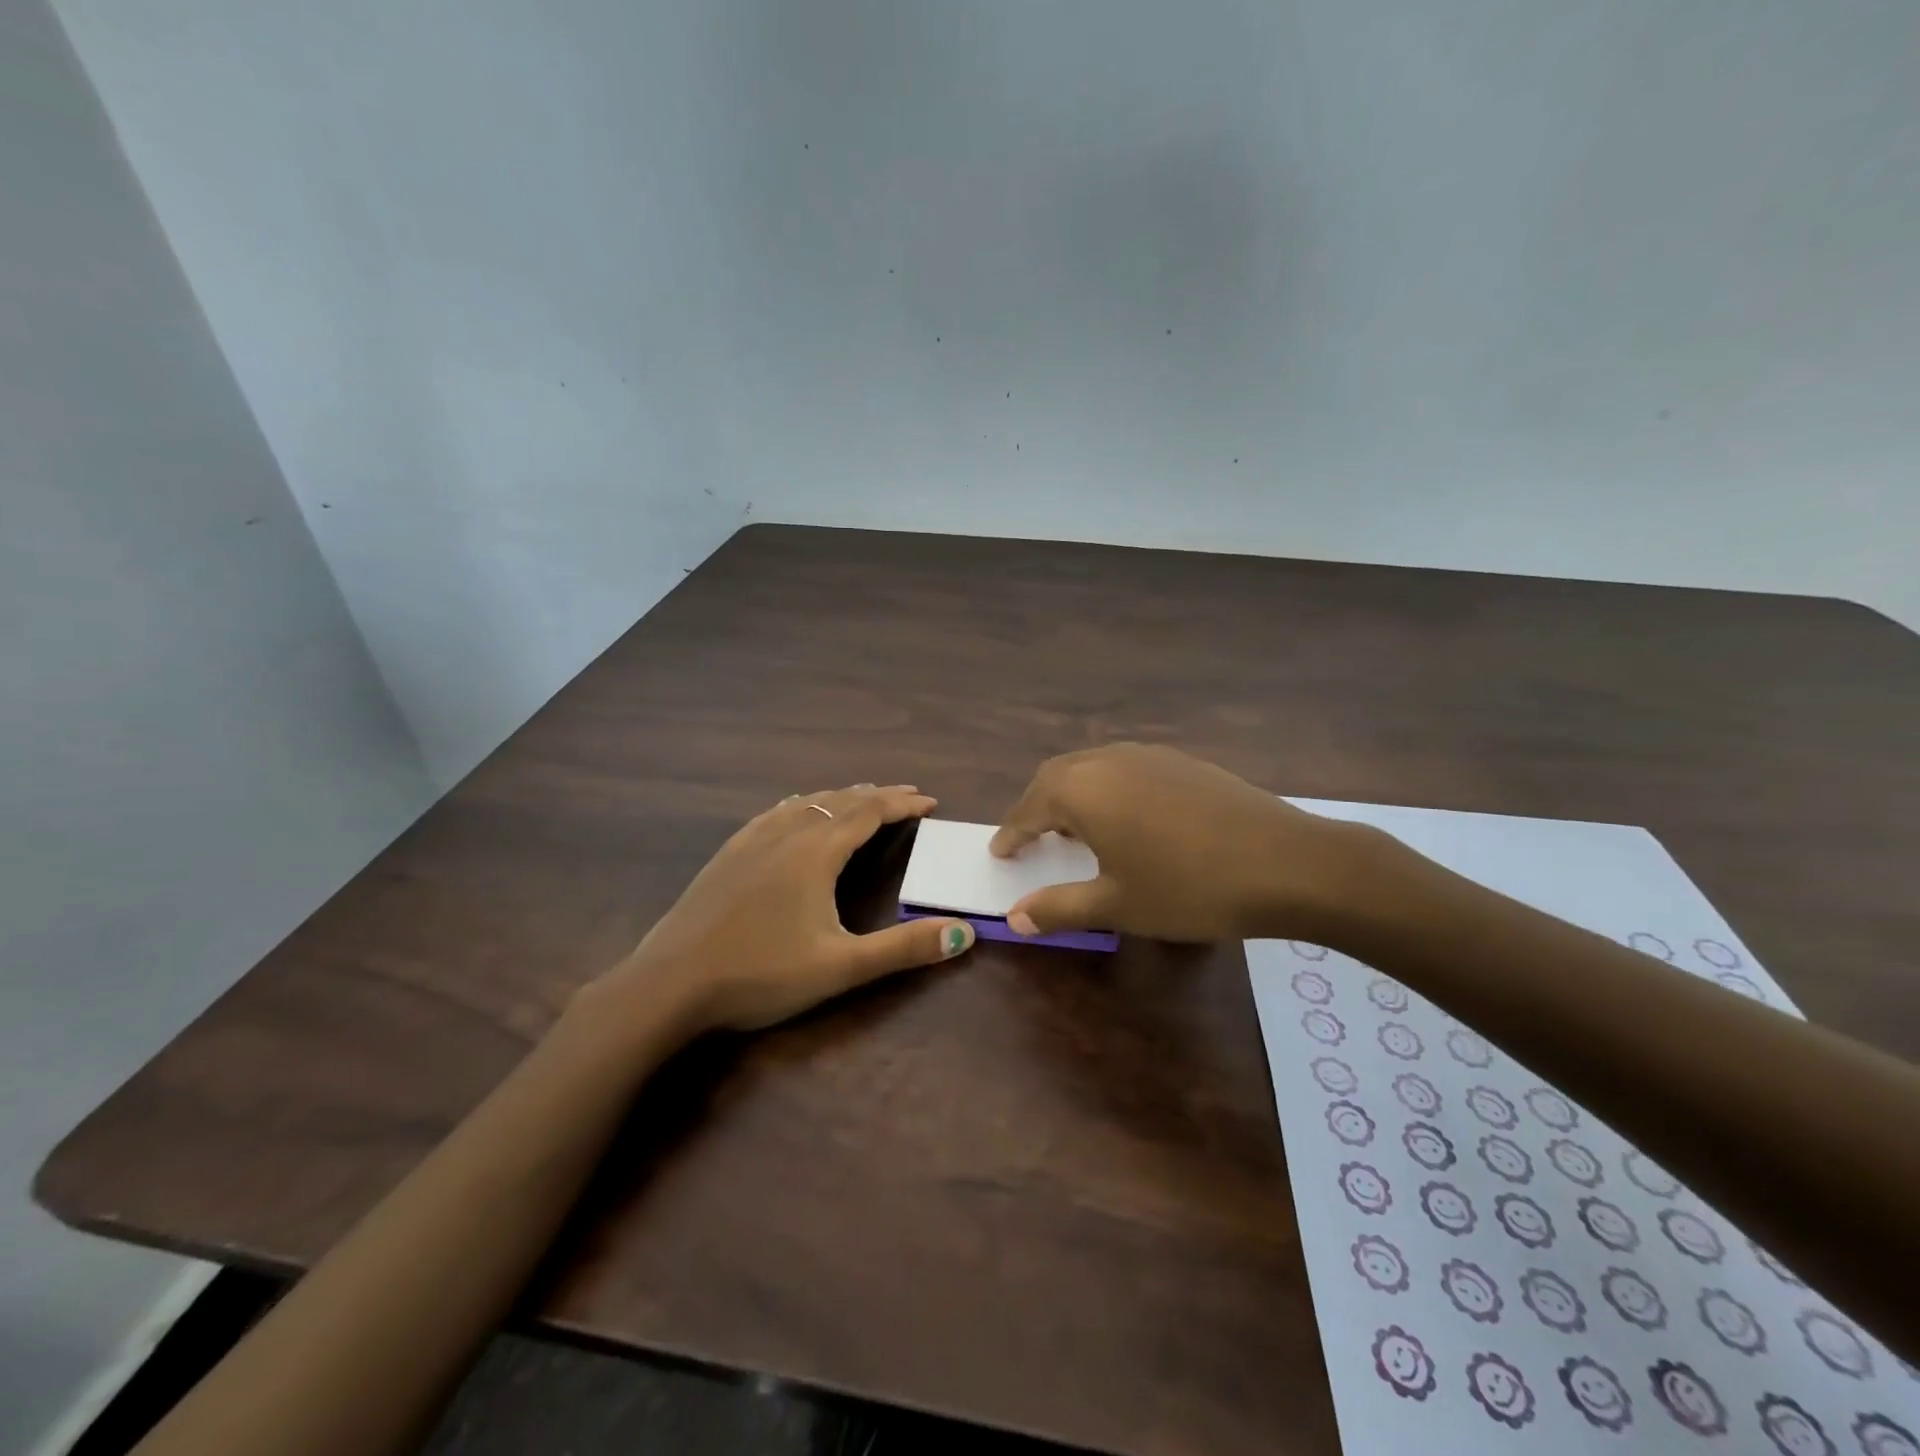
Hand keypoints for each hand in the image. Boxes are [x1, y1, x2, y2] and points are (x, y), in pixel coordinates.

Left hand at [603, 784, 975, 1031]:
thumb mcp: (841, 966)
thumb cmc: (761, 974)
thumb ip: (903, 948)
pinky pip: (774, 813)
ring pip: (806, 803)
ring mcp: (752, 841)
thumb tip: (964, 933)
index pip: (869, 813)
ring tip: (860, 796)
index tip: (930, 801)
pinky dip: (800, 804)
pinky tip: (794, 808)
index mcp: (816, 852)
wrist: (669, 984)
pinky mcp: (727, 854)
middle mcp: (787, 834)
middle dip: (877, 795)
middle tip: (906, 795)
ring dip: (840, 797)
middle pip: (840, 801)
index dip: (902, 804)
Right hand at [990, 744, 1371, 942]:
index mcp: (1082, 791)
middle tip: (1032, 837)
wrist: (1286, 863)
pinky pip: (1125, 768)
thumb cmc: (1188, 889)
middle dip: (1038, 807)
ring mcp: (1148, 755)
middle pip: (1056, 777)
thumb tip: (1014, 917)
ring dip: (1074, 794)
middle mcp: (1107, 761)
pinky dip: (1109, 788)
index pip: (1029, 809)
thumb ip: (1059, 907)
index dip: (1012, 832)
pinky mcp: (1182, 760)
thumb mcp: (1116, 905)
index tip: (999, 851)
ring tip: (1076, 828)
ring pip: (1092, 767)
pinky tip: (1128, 817)